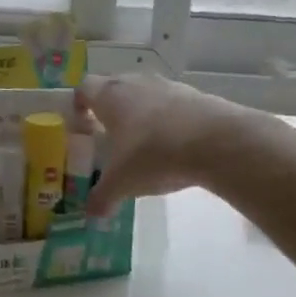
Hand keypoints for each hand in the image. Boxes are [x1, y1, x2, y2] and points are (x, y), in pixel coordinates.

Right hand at [78, 74, 244, 215]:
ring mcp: (167, 86)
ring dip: (140, 112)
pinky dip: (168, 120)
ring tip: (143, 142)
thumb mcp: (122, 183)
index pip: (84, 88)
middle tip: (109, 135)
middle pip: (114, 86)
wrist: (216, 142)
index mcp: (110, 96)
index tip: (81, 123)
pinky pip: (172, 104)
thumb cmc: (154, 154)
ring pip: (144, 93)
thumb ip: (102, 197)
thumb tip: (91, 213)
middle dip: (109, 108)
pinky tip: (174, 146)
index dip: (79, 104)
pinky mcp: (195, 95)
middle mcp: (135, 83)